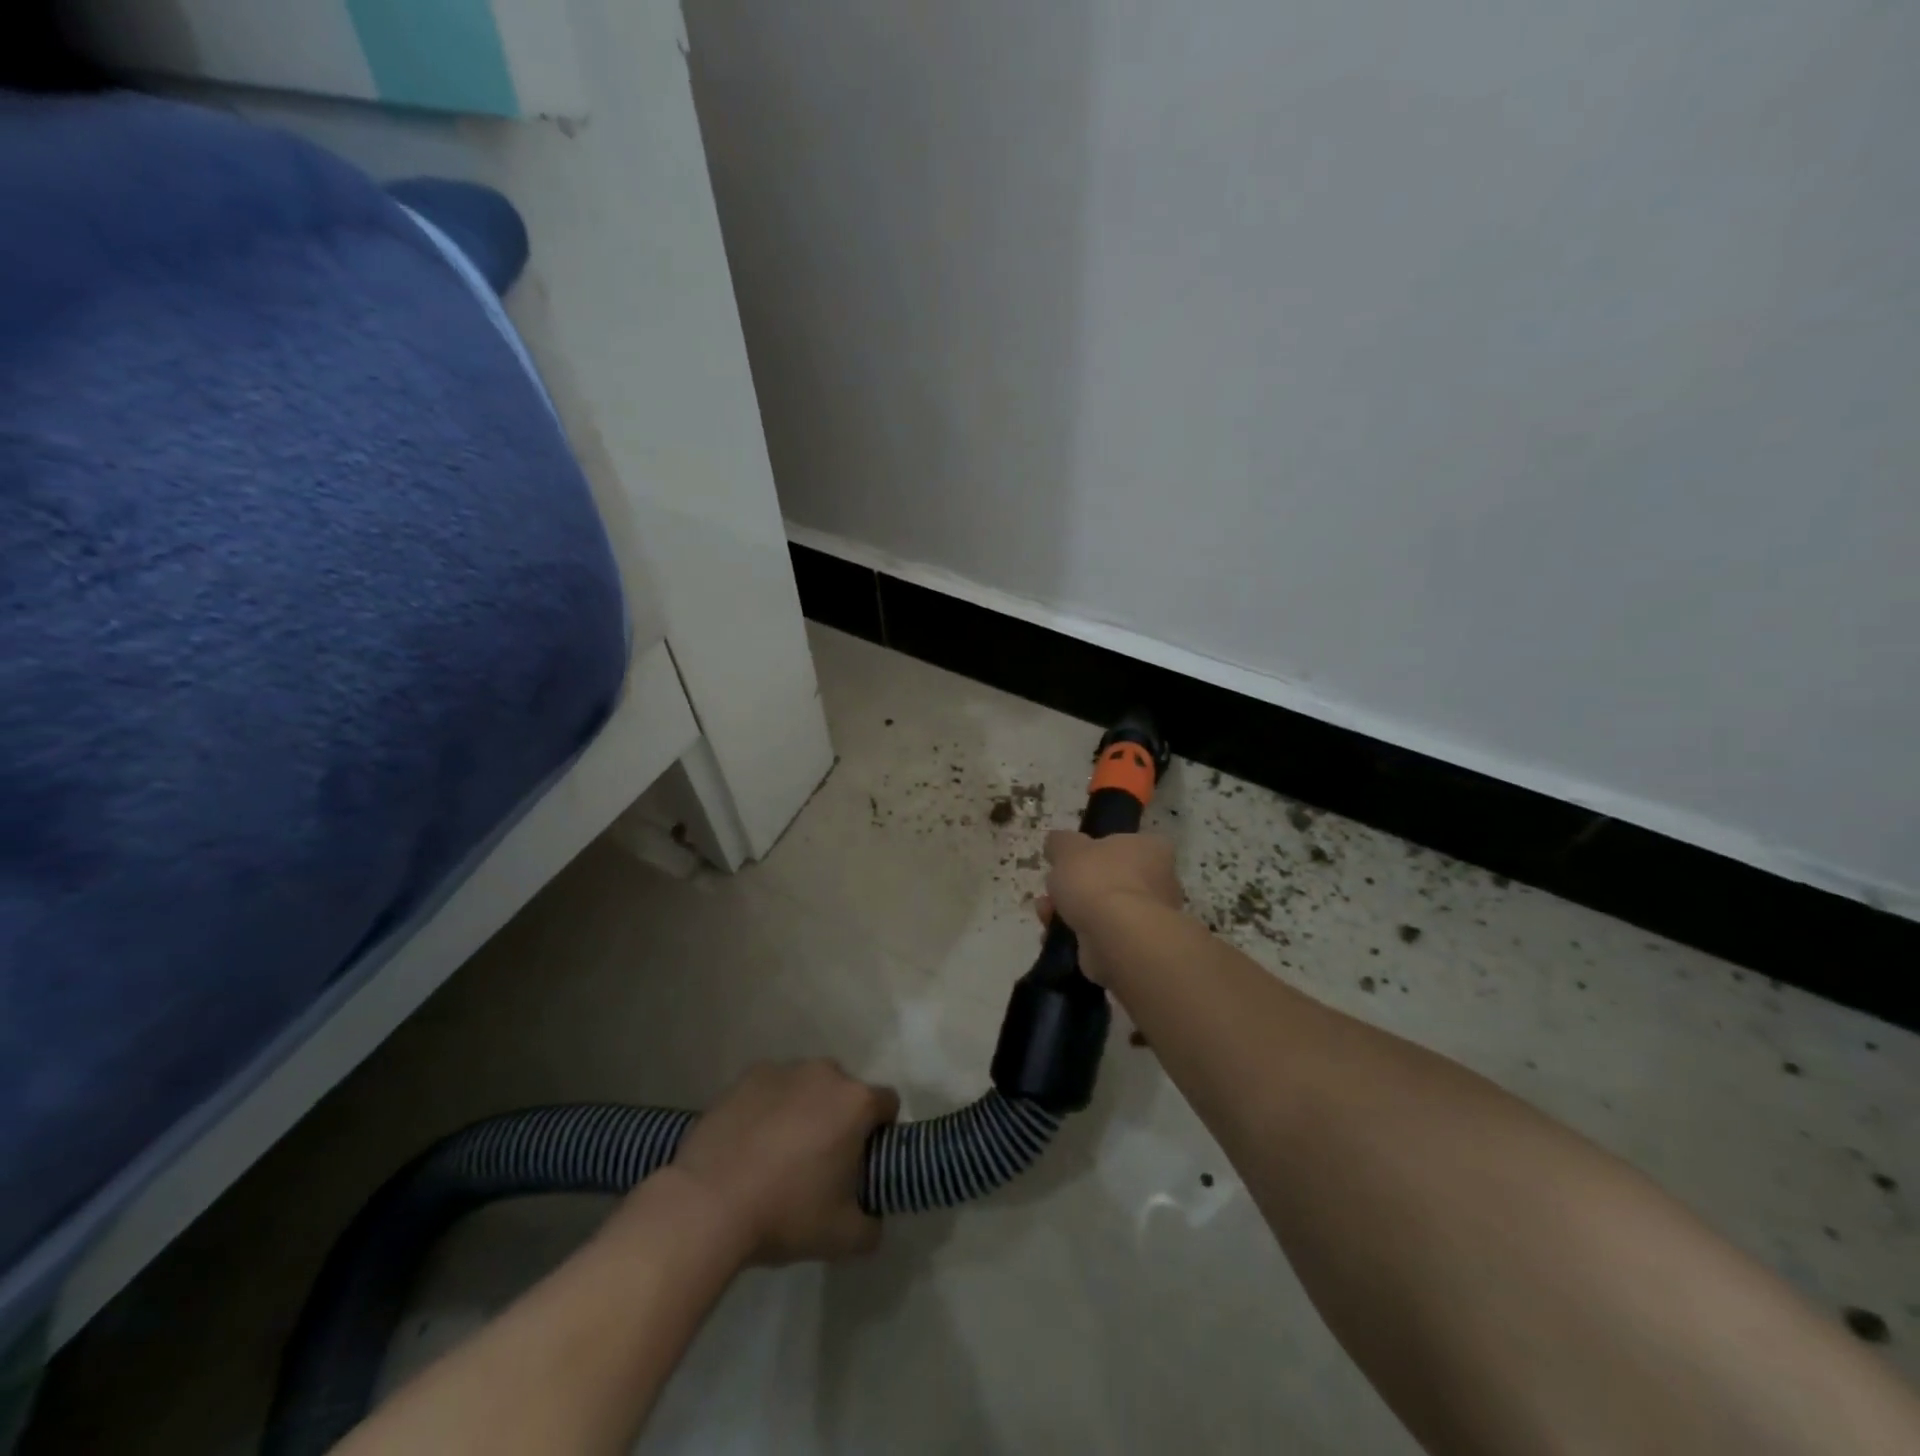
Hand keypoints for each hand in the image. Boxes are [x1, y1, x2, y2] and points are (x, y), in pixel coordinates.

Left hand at [666, 1060, 897, 1264]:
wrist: (708, 1203)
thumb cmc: (786, 1213)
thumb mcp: (842, 1238)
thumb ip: (872, 1226)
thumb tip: (873, 1219)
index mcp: (856, 1102)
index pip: (887, 1104)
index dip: (880, 1132)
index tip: (862, 1162)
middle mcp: (825, 1073)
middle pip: (845, 1091)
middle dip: (839, 1118)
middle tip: (820, 1161)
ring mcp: (784, 1070)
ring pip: (807, 1086)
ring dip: (805, 1108)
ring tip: (779, 1152)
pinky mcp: (747, 1076)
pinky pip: (771, 1088)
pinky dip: (769, 1106)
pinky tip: (751, 1142)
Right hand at [1038, 831, 1185, 984]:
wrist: (1116, 937)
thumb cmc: (1098, 880)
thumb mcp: (1068, 847)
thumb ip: (1061, 841)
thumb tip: (1057, 843)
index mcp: (1152, 849)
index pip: (1126, 843)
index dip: (1096, 850)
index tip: (1072, 860)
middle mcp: (1159, 882)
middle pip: (1109, 879)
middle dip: (1076, 886)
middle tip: (1052, 888)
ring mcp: (1149, 918)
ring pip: (1102, 909)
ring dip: (1071, 910)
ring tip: (1045, 913)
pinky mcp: (1136, 947)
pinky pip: (1101, 935)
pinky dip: (1077, 935)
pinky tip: (1054, 934)